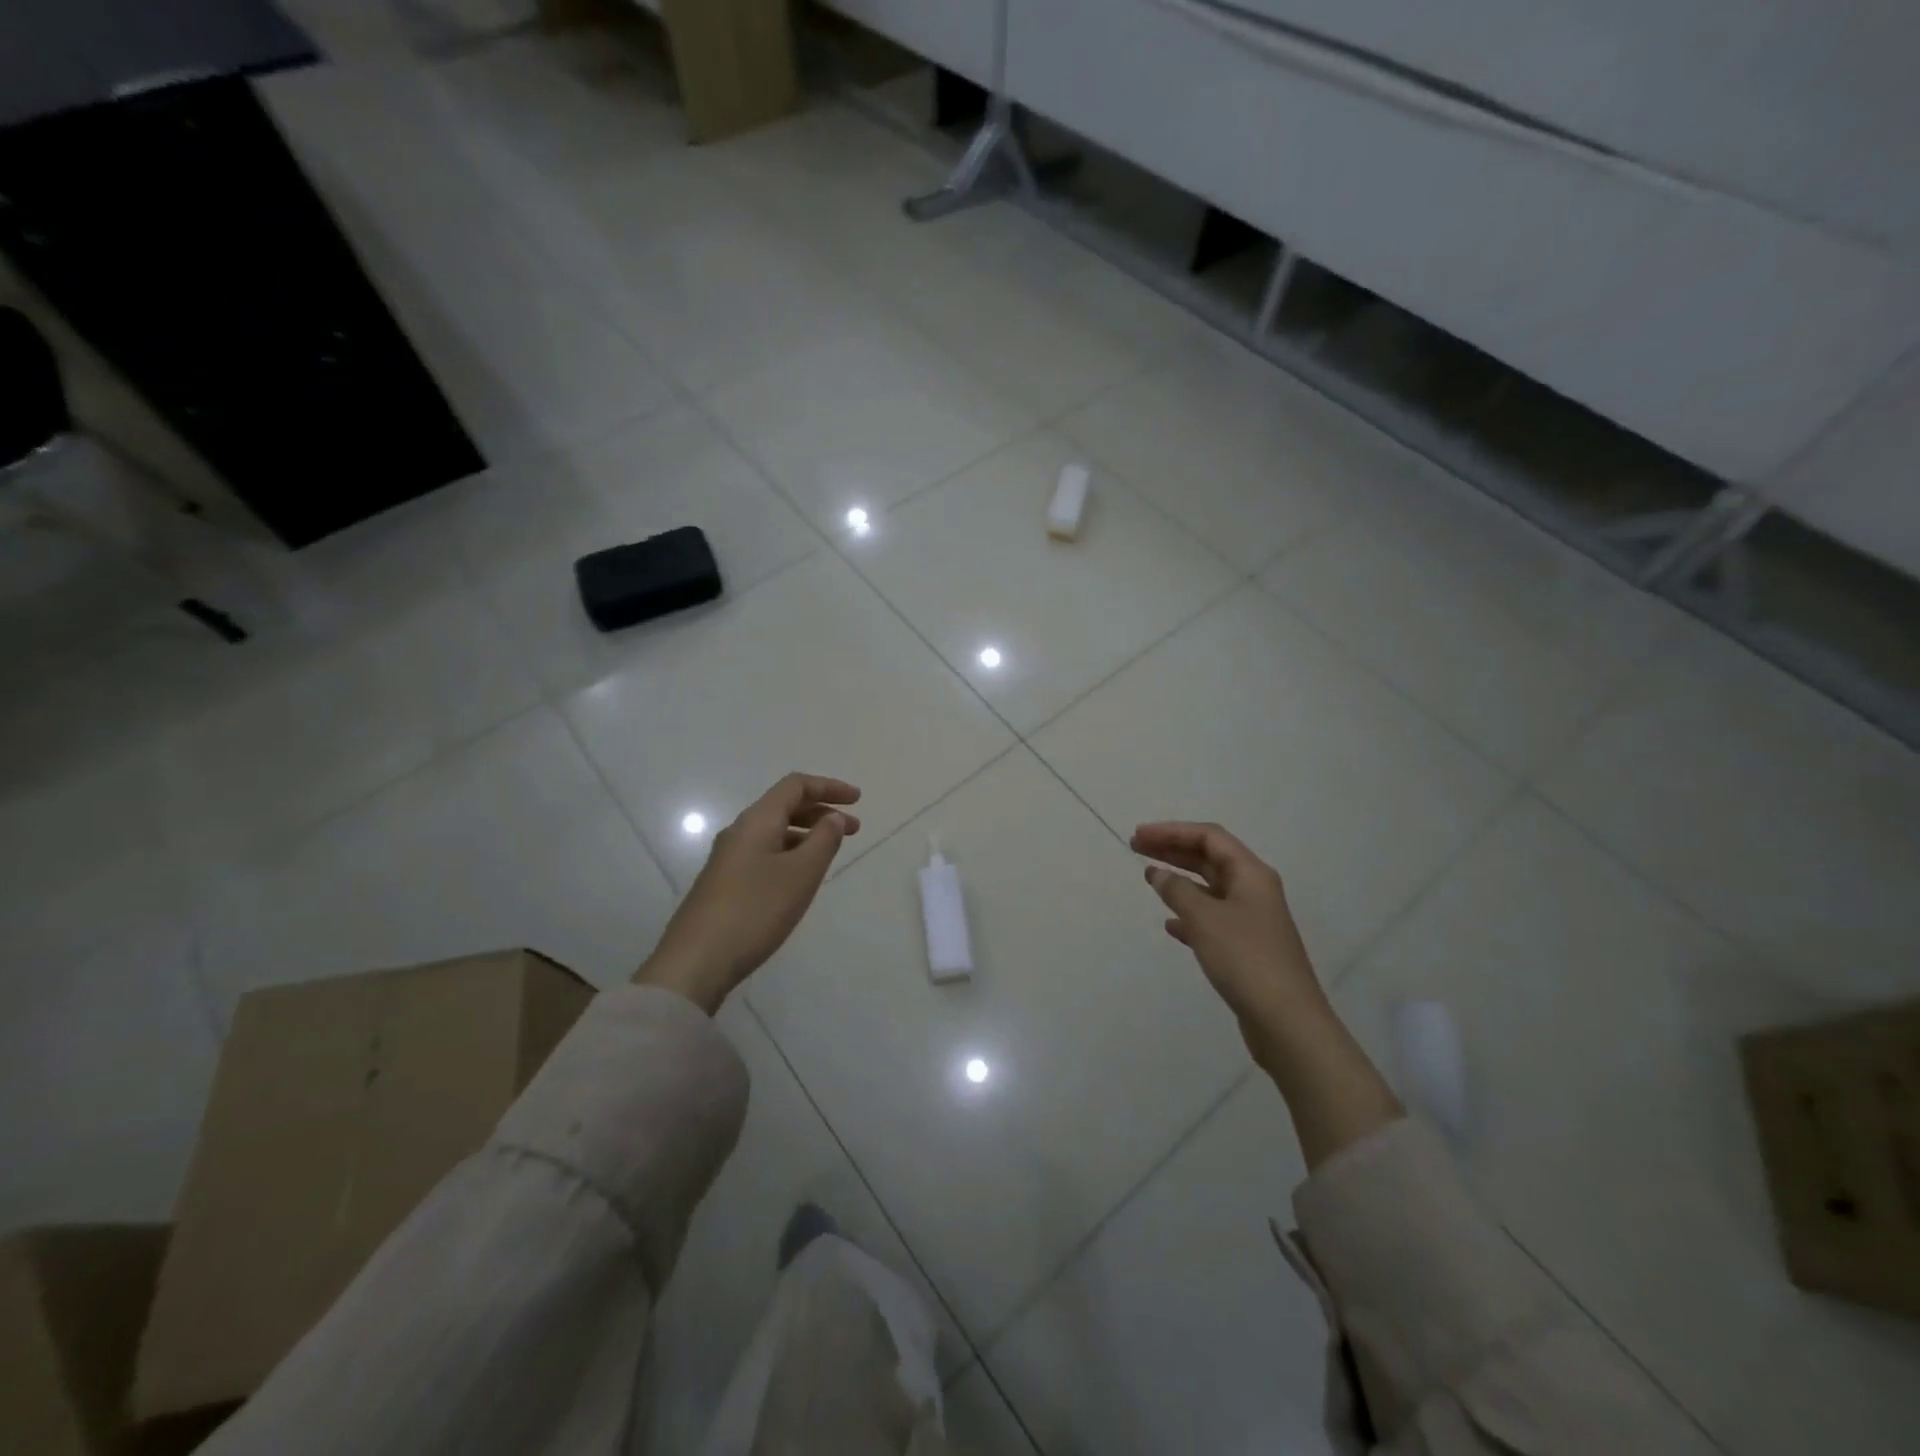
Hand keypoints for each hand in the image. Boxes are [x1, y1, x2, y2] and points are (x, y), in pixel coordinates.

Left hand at [636, 774, 860, 1012]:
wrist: (696, 961)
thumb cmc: (756, 910)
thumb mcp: (801, 873)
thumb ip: (823, 840)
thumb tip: (832, 818)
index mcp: (757, 821)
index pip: (795, 786)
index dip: (829, 787)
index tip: (858, 799)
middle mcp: (740, 832)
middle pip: (784, 807)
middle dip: (821, 812)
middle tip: (854, 828)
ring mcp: (728, 859)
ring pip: (775, 832)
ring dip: (807, 835)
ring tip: (831, 853)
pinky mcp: (724, 884)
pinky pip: (765, 854)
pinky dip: (791, 854)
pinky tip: (801, 878)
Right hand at [1133, 821, 1401, 1165]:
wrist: (1286, 1021)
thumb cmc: (1245, 959)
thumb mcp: (1205, 919)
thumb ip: (1177, 891)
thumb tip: (1158, 873)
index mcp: (1251, 874)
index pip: (1209, 837)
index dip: (1172, 831)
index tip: (1139, 836)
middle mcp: (1254, 890)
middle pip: (1210, 858)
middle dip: (1173, 850)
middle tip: (1136, 849)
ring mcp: (1252, 920)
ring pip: (1210, 888)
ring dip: (1180, 880)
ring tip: (1149, 879)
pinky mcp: (1246, 947)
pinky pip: (1212, 918)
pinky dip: (1189, 914)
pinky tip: (1170, 925)